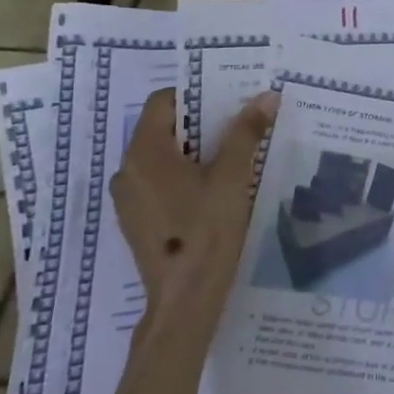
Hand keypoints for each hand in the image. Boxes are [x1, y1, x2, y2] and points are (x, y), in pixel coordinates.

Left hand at [110, 87, 277, 338]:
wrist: (185, 298)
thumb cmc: (207, 230)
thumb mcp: (233, 177)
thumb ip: (246, 133)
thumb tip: (266, 96)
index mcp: (144, 153)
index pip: (163, 102)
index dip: (196, 95)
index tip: (230, 100)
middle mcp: (127, 170)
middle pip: (163, 129)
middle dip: (202, 124)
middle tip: (240, 126)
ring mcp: (128, 199)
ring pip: (162, 158)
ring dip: (195, 152)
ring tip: (233, 158)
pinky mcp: (138, 221)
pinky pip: (159, 183)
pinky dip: (184, 177)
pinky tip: (215, 192)